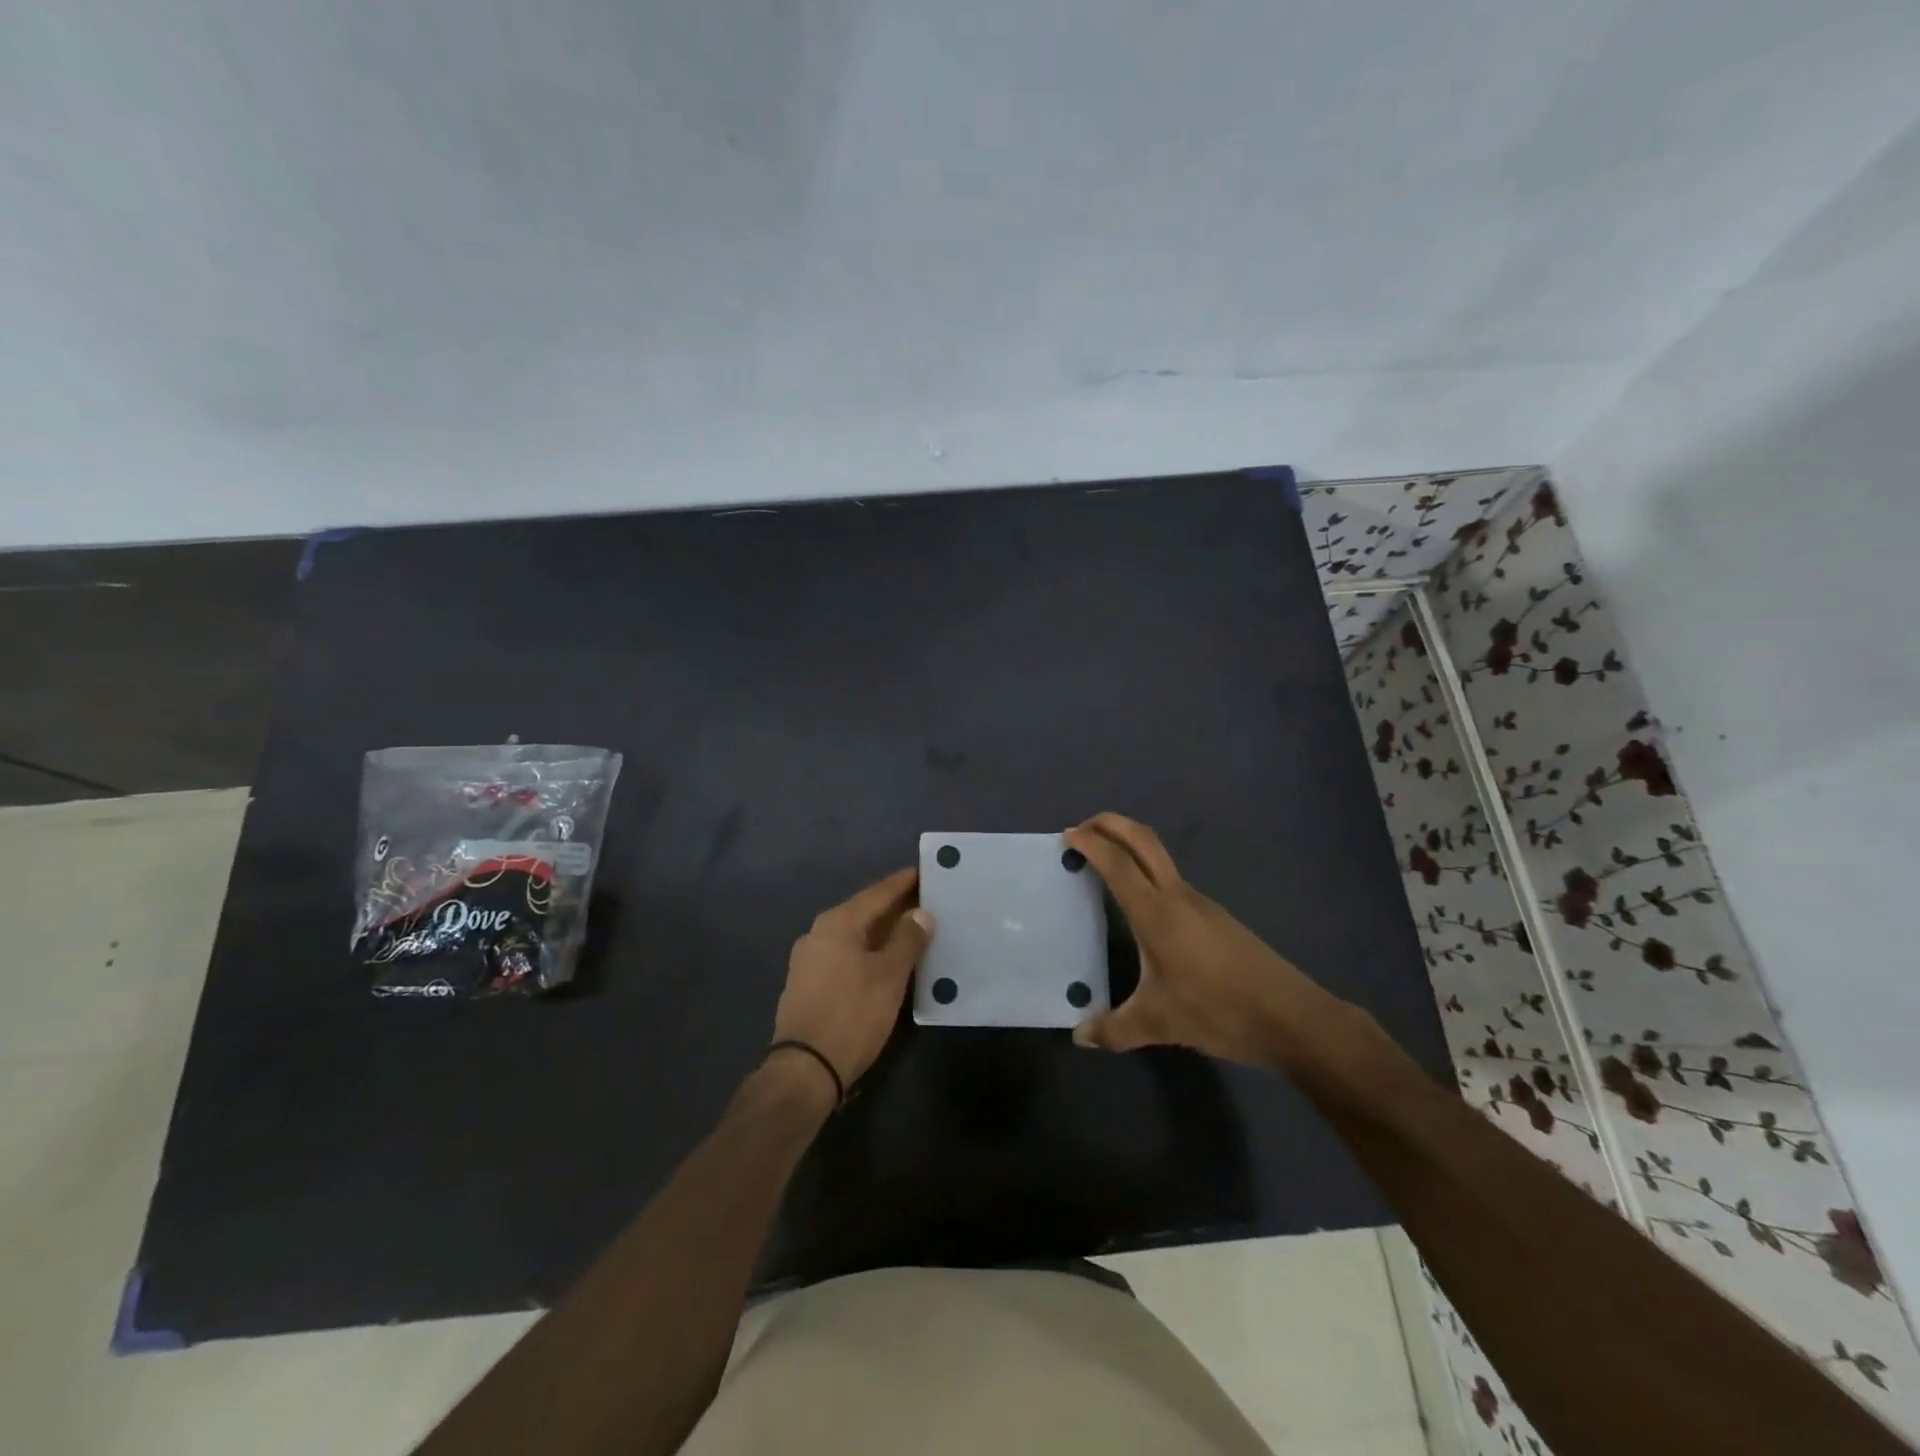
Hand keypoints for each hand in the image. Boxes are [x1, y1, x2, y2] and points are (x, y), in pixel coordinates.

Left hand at [771, 867, 931, 1095]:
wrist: (805, 1069)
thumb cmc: (852, 1014)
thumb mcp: (889, 976)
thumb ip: (907, 940)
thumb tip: (921, 913)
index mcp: (837, 923)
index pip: (877, 893)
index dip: (902, 883)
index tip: (923, 871)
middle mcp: (818, 933)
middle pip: (863, 912)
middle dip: (893, 908)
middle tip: (925, 902)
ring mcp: (808, 960)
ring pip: (854, 936)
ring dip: (881, 932)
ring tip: (910, 931)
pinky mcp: (807, 984)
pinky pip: (844, 955)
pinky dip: (867, 952)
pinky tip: (884, 961)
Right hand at [1064, 813, 1352, 1067]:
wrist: (1290, 1016)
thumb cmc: (1218, 1011)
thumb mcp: (1159, 1024)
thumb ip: (1115, 1029)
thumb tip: (1080, 1036)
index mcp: (1157, 913)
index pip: (1118, 864)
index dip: (1091, 843)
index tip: (1067, 835)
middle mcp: (1178, 896)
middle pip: (1143, 840)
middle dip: (1111, 824)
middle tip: (1082, 829)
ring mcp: (1201, 903)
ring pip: (1159, 857)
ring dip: (1129, 847)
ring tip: (1103, 866)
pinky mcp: (1215, 916)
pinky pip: (1171, 880)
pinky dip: (1145, 872)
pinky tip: (1139, 907)